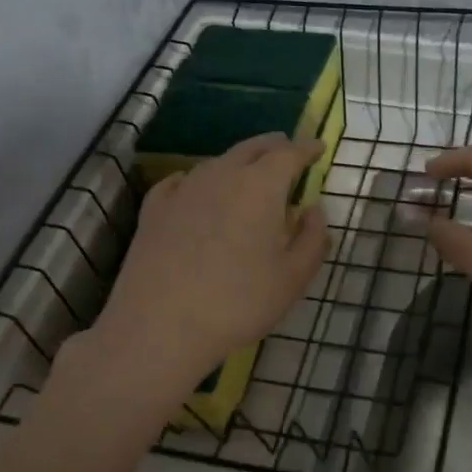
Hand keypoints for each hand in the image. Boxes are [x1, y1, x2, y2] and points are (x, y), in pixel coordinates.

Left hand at [96, 134, 330, 381]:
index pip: (288, 154)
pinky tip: (195, 189)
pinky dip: (199, 180)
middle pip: (251, 149)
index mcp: (260, 187)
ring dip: (237, 162)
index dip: (306, 149)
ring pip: (217, 163)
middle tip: (286, 149)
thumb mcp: (292, 278)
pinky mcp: (154, 210)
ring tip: (248, 172)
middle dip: (273, 146)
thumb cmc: (238, 302)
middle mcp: (221, 176)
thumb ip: (312, 239)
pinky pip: (181, 181)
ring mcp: (183, 190)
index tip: (318, 147)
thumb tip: (313, 211)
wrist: (160, 325)